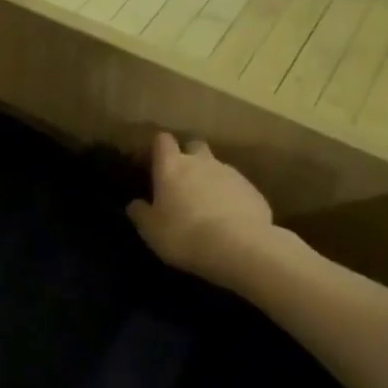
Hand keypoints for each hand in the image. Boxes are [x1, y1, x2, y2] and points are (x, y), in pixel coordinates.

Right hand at [126, 132, 277, 292]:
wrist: (239, 247)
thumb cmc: (184, 234)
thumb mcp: (151, 230)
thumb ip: (140, 213)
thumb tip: (135, 204)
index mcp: (172, 166)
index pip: (162, 140)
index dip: (158, 148)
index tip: (154, 161)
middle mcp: (201, 162)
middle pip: (194, 146)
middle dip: (189, 157)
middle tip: (183, 180)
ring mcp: (231, 173)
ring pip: (217, 167)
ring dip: (211, 179)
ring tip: (208, 205)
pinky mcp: (253, 190)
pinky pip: (237, 188)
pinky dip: (231, 197)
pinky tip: (230, 219)